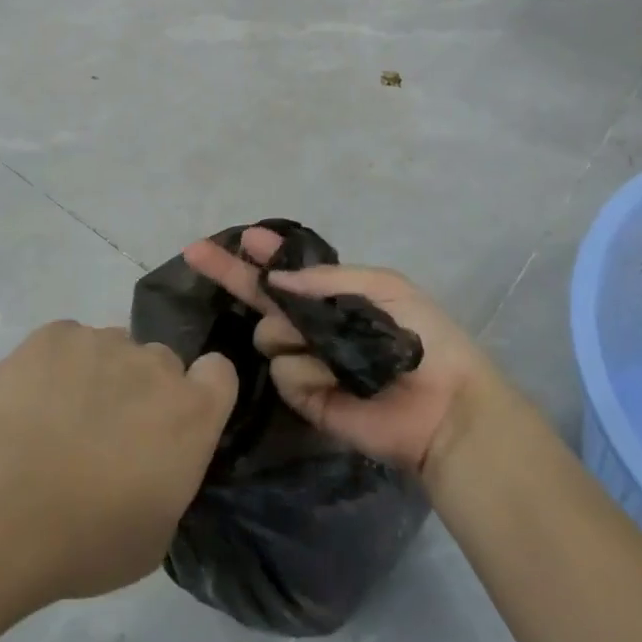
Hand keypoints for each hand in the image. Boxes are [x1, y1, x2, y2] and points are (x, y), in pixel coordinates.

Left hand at [0, 321, 236, 602]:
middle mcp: (154, 365)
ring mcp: (102, 342)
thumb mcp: (152, 537)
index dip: (202, 392)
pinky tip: (27, 404)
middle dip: (143, 390)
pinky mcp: (54, 334)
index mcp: (191, 413)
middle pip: (161, 363)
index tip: (177, 421)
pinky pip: (68, 343)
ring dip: (99, 377)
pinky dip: (56, 367)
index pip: (220, 373)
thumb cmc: (82, 540)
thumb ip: (170, 482)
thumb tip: (158, 465)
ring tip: (56, 421)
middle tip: (106, 434)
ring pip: (112, 351)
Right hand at [182, 227, 499, 479]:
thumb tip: (277, 280)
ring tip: (332, 350)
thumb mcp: (383, 287)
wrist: (445, 404)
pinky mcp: (306, 399)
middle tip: (197, 253)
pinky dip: (309, 373)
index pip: (288, 273)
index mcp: (333, 297)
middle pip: (261, 299)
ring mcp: (307, 362)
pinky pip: (286, 374)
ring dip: (293, 335)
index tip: (244, 237)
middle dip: (231, 273)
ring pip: (270, 336)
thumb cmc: (422, 337)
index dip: (265, 254)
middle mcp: (313, 326)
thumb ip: (328, 281)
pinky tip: (336, 381)